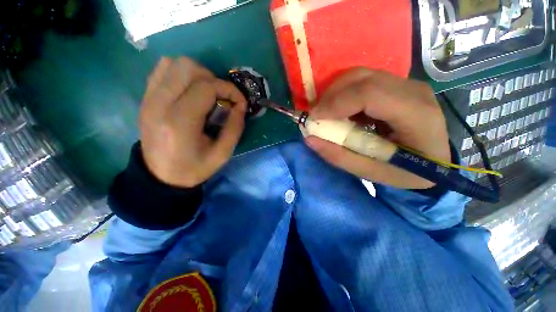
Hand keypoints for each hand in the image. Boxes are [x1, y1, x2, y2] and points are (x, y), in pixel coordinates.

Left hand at [139, 57, 246, 187]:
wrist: (161, 177)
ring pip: (173, 63)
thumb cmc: (194, 168)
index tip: (239, 102)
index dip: (229, 89)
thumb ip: (235, 127)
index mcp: (181, 121)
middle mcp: (160, 104)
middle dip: (213, 79)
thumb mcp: (223, 154)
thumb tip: (241, 105)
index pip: (206, 87)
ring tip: (206, 93)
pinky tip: (190, 91)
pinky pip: (162, 70)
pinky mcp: (145, 98)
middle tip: (221, 98)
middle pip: (188, 67)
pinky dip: (180, 74)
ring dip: (197, 74)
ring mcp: (149, 98)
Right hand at [306, 68, 450, 188]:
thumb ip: (339, 156)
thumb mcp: (371, 172)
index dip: (336, 103)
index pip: (370, 94)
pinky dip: (343, 93)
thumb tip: (309, 138)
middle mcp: (414, 91)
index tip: (314, 118)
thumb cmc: (406, 172)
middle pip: (362, 79)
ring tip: (325, 113)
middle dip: (330, 96)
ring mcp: (406, 84)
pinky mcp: (397, 85)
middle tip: (315, 116)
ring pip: (360, 76)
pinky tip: (340, 110)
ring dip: (335, 93)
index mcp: (416, 115)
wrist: (433, 161)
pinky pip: (363, 81)